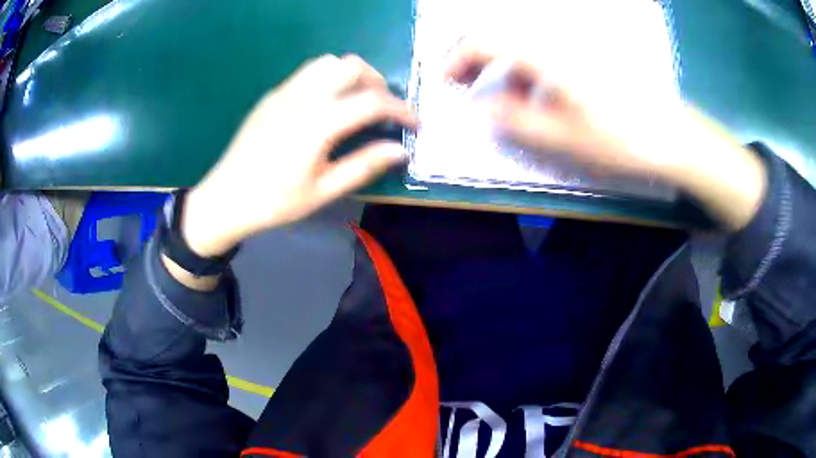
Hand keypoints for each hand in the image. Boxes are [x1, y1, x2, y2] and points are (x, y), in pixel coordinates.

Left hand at [181, 55, 416, 256]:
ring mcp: (285, 92)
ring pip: (328, 62)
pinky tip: (324, 106)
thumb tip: (400, 150)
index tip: (414, 124)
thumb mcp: (323, 191)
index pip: (373, 101)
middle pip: (352, 66)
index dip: (401, 110)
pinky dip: (327, 79)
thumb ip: (364, 166)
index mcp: (319, 122)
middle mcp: (304, 96)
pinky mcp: (272, 95)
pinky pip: (307, 73)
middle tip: (382, 110)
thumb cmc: (275, 201)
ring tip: (355, 102)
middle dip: (377, 82)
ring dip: (350, 76)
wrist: (225, 198)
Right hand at [445, 43, 766, 229]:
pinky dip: (530, 71)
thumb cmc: (624, 140)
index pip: (485, 40)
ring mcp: (577, 47)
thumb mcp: (565, 139)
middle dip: (474, 58)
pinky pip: (547, 54)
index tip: (444, 82)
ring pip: (523, 45)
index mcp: (547, 54)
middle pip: (501, 35)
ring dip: (502, 66)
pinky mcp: (591, 57)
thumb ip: (515, 121)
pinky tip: (540, 95)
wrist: (677, 138)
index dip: (456, 58)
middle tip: (463, 85)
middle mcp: (559, 40)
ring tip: (501, 98)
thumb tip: (479, 108)